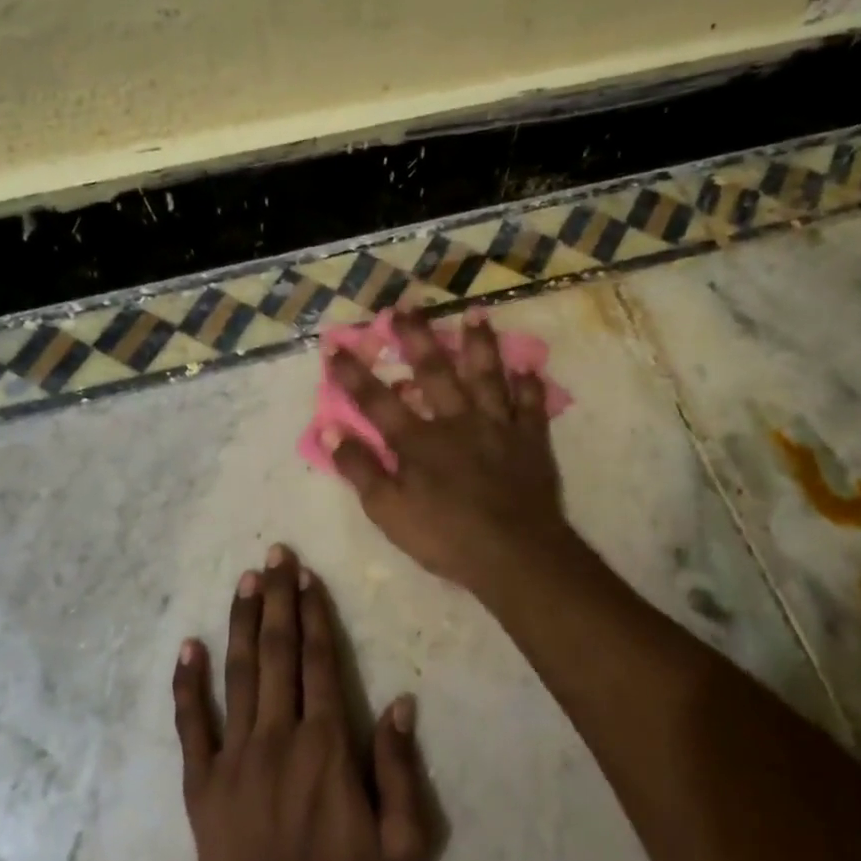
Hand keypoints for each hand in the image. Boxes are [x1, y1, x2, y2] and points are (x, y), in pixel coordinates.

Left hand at [172, 545, 431, 860]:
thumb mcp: (404, 844)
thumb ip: (402, 768)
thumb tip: (401, 702)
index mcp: (326, 745)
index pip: (319, 661)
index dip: (313, 613)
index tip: (306, 575)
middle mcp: (277, 736)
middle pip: (278, 653)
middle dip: (277, 599)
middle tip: (274, 554)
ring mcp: (233, 758)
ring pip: (238, 675)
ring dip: (242, 624)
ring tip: (243, 581)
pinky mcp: (201, 785)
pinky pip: (191, 726)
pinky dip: (188, 685)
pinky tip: (188, 648)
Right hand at [323, 309, 571, 599]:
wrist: (515, 554)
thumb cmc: (446, 536)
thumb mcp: (389, 511)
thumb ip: (360, 469)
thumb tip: (330, 430)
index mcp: (418, 441)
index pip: (376, 400)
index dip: (352, 373)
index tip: (334, 343)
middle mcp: (456, 421)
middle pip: (433, 372)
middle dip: (416, 338)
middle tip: (406, 306)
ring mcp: (497, 426)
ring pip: (486, 376)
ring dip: (479, 344)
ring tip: (475, 312)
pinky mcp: (530, 440)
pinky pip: (530, 405)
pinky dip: (529, 385)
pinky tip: (528, 365)